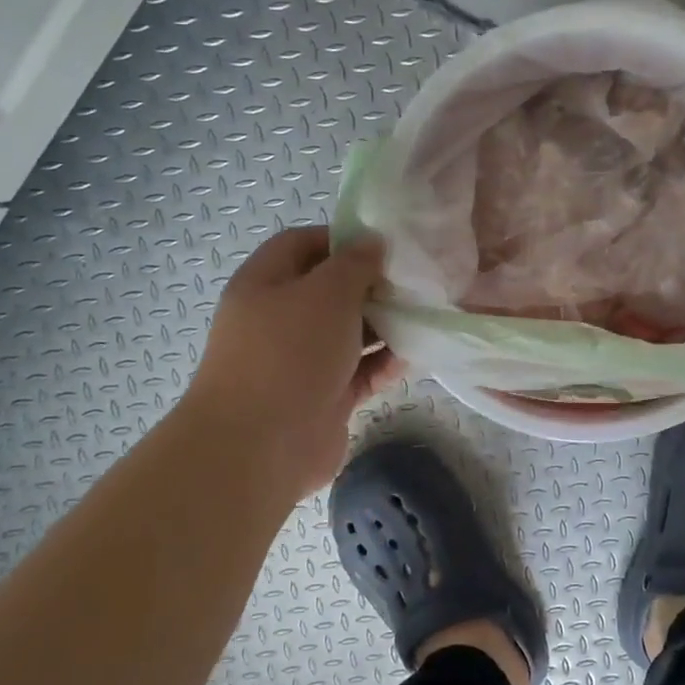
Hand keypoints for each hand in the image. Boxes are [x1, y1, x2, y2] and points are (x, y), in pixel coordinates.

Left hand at [182, 226, 401, 501]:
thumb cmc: (290, 353)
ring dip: (384, 327)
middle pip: (330, 291)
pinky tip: (414, 358)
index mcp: (265, 284)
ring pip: (349, 334)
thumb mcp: (327, 292)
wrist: (261, 446)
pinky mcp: (322, 398)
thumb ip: (355, 263)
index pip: (303, 244)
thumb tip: (373, 242)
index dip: (342, 239)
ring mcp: (300, 362)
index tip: (385, 246)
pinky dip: (384, 365)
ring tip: (423, 319)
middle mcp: (279, 320)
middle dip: (372, 286)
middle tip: (413, 284)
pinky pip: (359, 373)